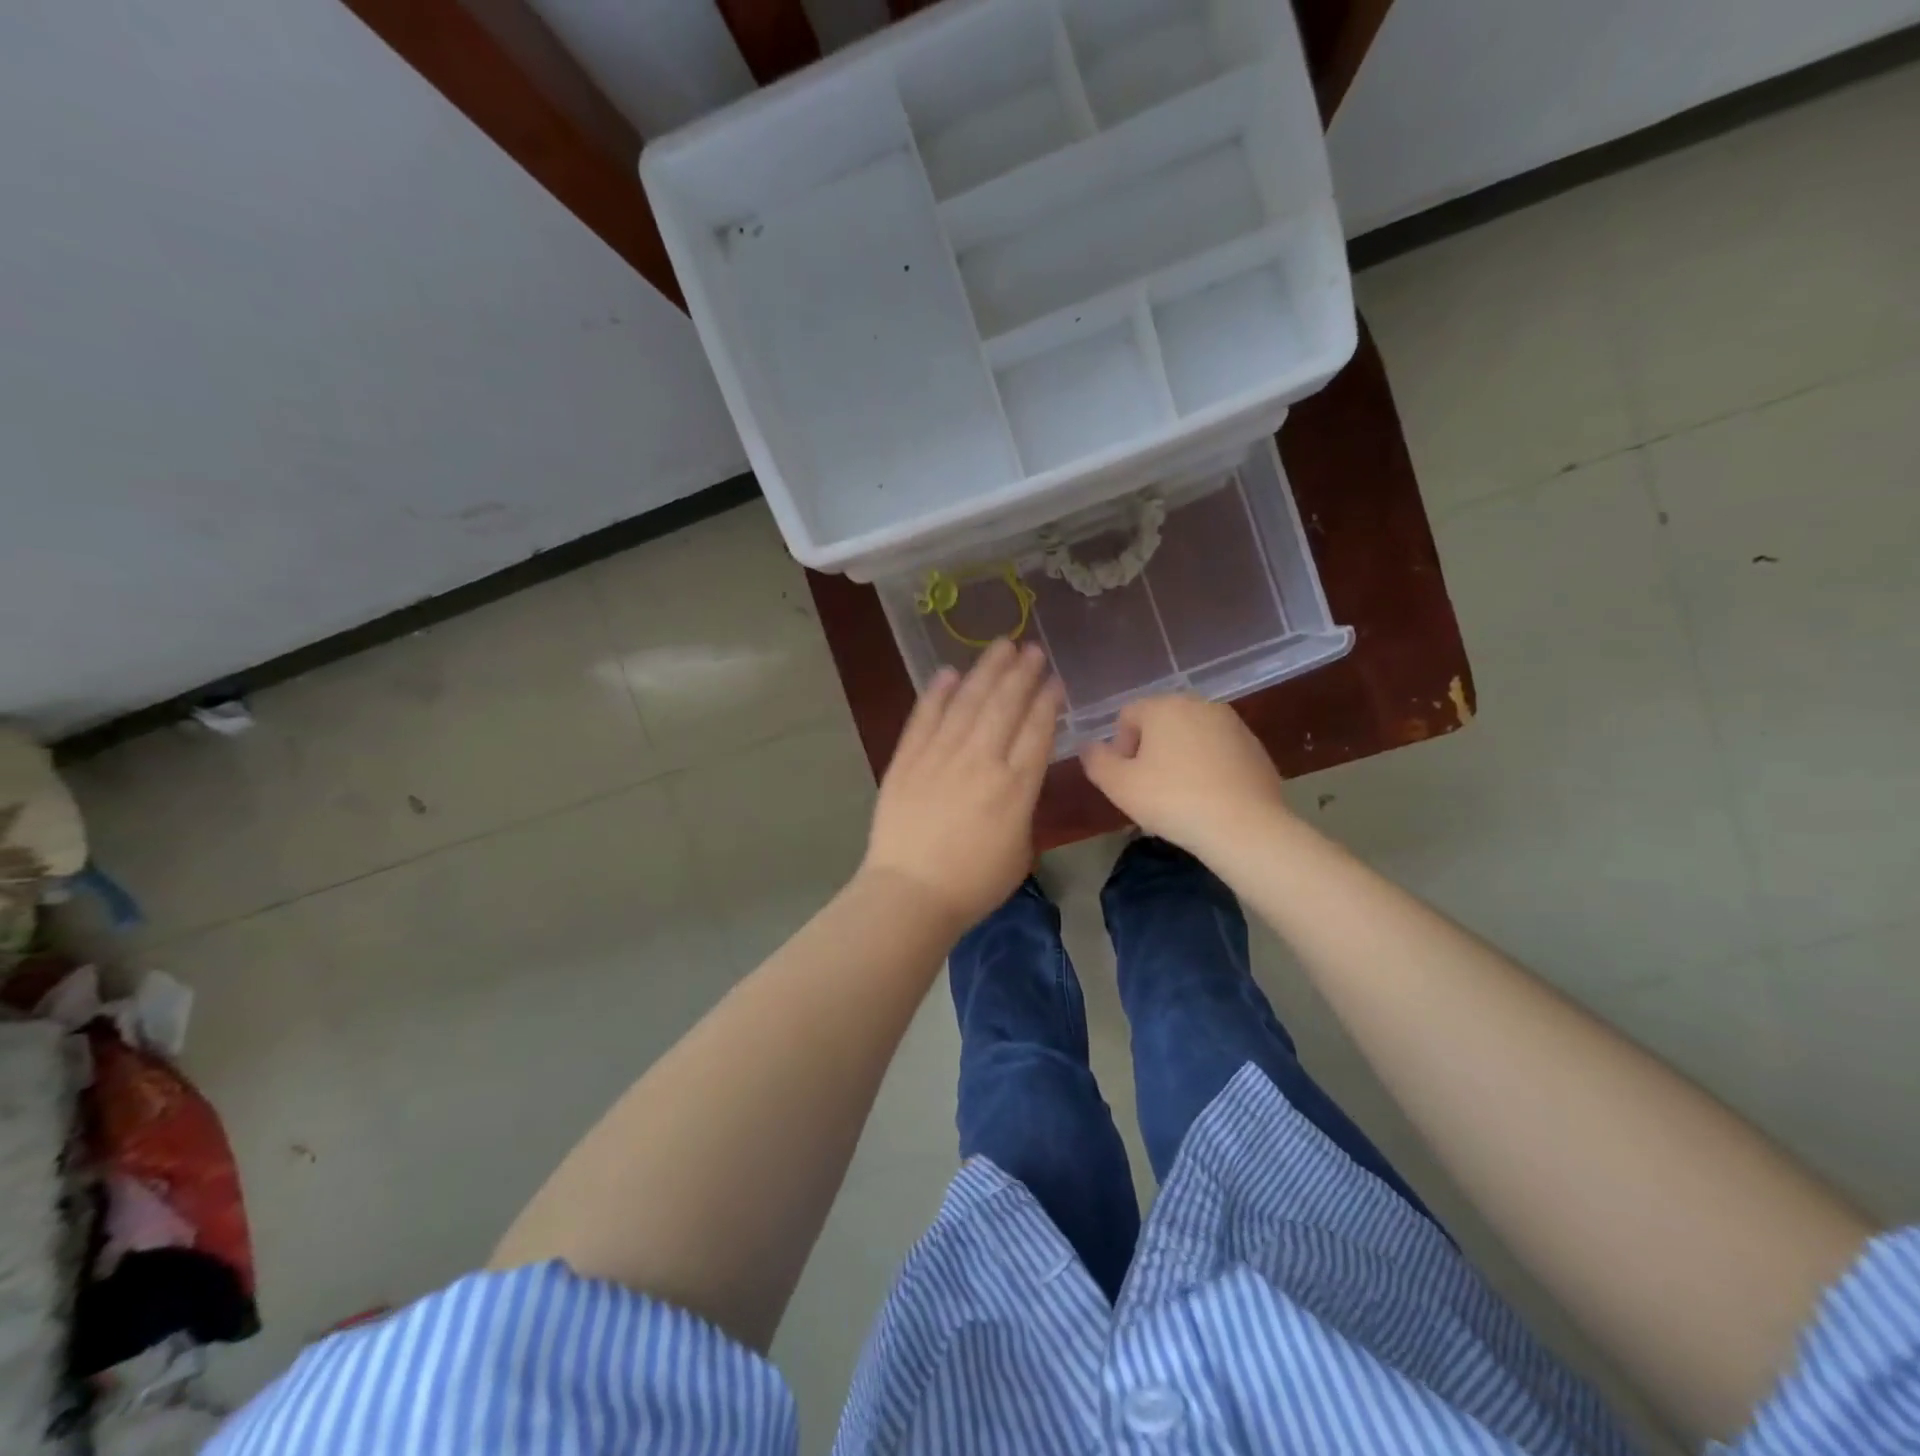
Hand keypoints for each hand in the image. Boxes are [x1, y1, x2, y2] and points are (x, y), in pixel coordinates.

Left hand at [861, 640, 1063, 933]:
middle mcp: (981, 760)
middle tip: (1032, 649)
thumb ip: (1023, 807)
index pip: (1037, 730)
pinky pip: (924, 718)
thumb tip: (1016, 779)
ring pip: (967, 702)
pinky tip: (948, 673)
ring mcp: (940, 756)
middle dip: (1022, 674)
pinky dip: (937, 694)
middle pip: (1005, 705)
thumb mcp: (1020, 850)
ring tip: (1001, 646)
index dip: (1047, 701)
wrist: (911, 893)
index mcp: (1016, 786)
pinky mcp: (907, 760)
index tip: (1054, 680)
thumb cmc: (974, 884)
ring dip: (986, 671)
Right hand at [1078, 696, 1291, 856]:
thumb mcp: (1118, 785)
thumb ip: (1096, 760)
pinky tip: (1209, 799)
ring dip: (1179, 758)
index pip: (1127, 716)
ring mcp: (1233, 724)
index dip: (1119, 748)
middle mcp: (1200, 704)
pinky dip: (1208, 767)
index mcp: (1164, 706)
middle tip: (1150, 789)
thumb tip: (1089, 747)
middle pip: (1160, 722)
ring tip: (1180, 796)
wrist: (1244, 827)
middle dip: (1150, 751)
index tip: (1127, 780)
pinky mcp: (1255, 747)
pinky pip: (1218, 752)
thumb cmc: (1172, 800)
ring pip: (1191, 736)